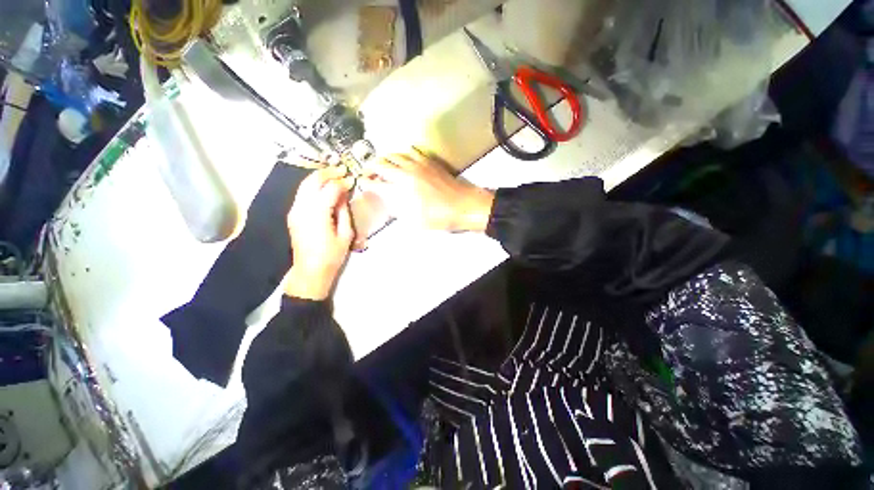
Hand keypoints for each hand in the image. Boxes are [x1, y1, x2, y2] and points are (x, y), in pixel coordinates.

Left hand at [285, 166, 354, 299]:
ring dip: (319, 178)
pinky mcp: (293, 214)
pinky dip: (313, 187)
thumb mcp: (345, 234)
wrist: (310, 270)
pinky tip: (323, 188)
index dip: (342, 182)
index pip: (330, 189)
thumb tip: (343, 196)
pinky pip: (302, 194)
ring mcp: (295, 210)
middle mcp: (302, 207)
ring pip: (304, 185)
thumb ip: (344, 212)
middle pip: (312, 181)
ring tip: (333, 175)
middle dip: (327, 173)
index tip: (352, 180)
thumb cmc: (332, 255)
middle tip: (341, 170)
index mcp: (318, 213)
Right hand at [360, 148, 494, 231]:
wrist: (463, 205)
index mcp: (400, 190)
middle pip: (381, 164)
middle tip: (368, 172)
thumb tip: (390, 203)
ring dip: (385, 159)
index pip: (376, 183)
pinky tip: (404, 159)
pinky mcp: (429, 161)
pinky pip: (412, 151)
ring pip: (395, 155)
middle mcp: (406, 174)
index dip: (366, 183)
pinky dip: (403, 154)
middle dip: (371, 167)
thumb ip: (400, 211)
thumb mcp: (416, 221)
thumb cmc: (440, 217)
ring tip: (382, 164)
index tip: (362, 183)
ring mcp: (418, 165)